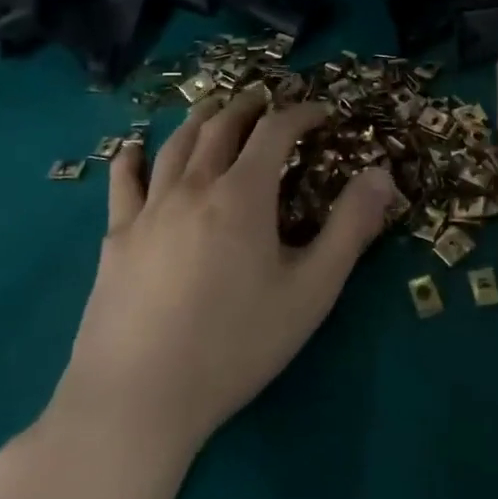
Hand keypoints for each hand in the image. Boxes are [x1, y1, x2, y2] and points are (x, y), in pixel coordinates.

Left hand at [52, 90, 397, 452]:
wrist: (139, 399)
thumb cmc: (236, 345)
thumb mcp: (311, 290)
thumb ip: (351, 228)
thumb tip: (381, 175)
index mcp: (243, 194)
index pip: (275, 131)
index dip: (301, 114)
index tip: (320, 112)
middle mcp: (194, 186)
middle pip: (221, 126)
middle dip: (249, 106)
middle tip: (266, 100)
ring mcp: (149, 209)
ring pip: (176, 145)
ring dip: (200, 119)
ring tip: (215, 110)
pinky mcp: (116, 238)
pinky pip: (123, 182)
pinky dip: (132, 157)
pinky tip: (135, 149)